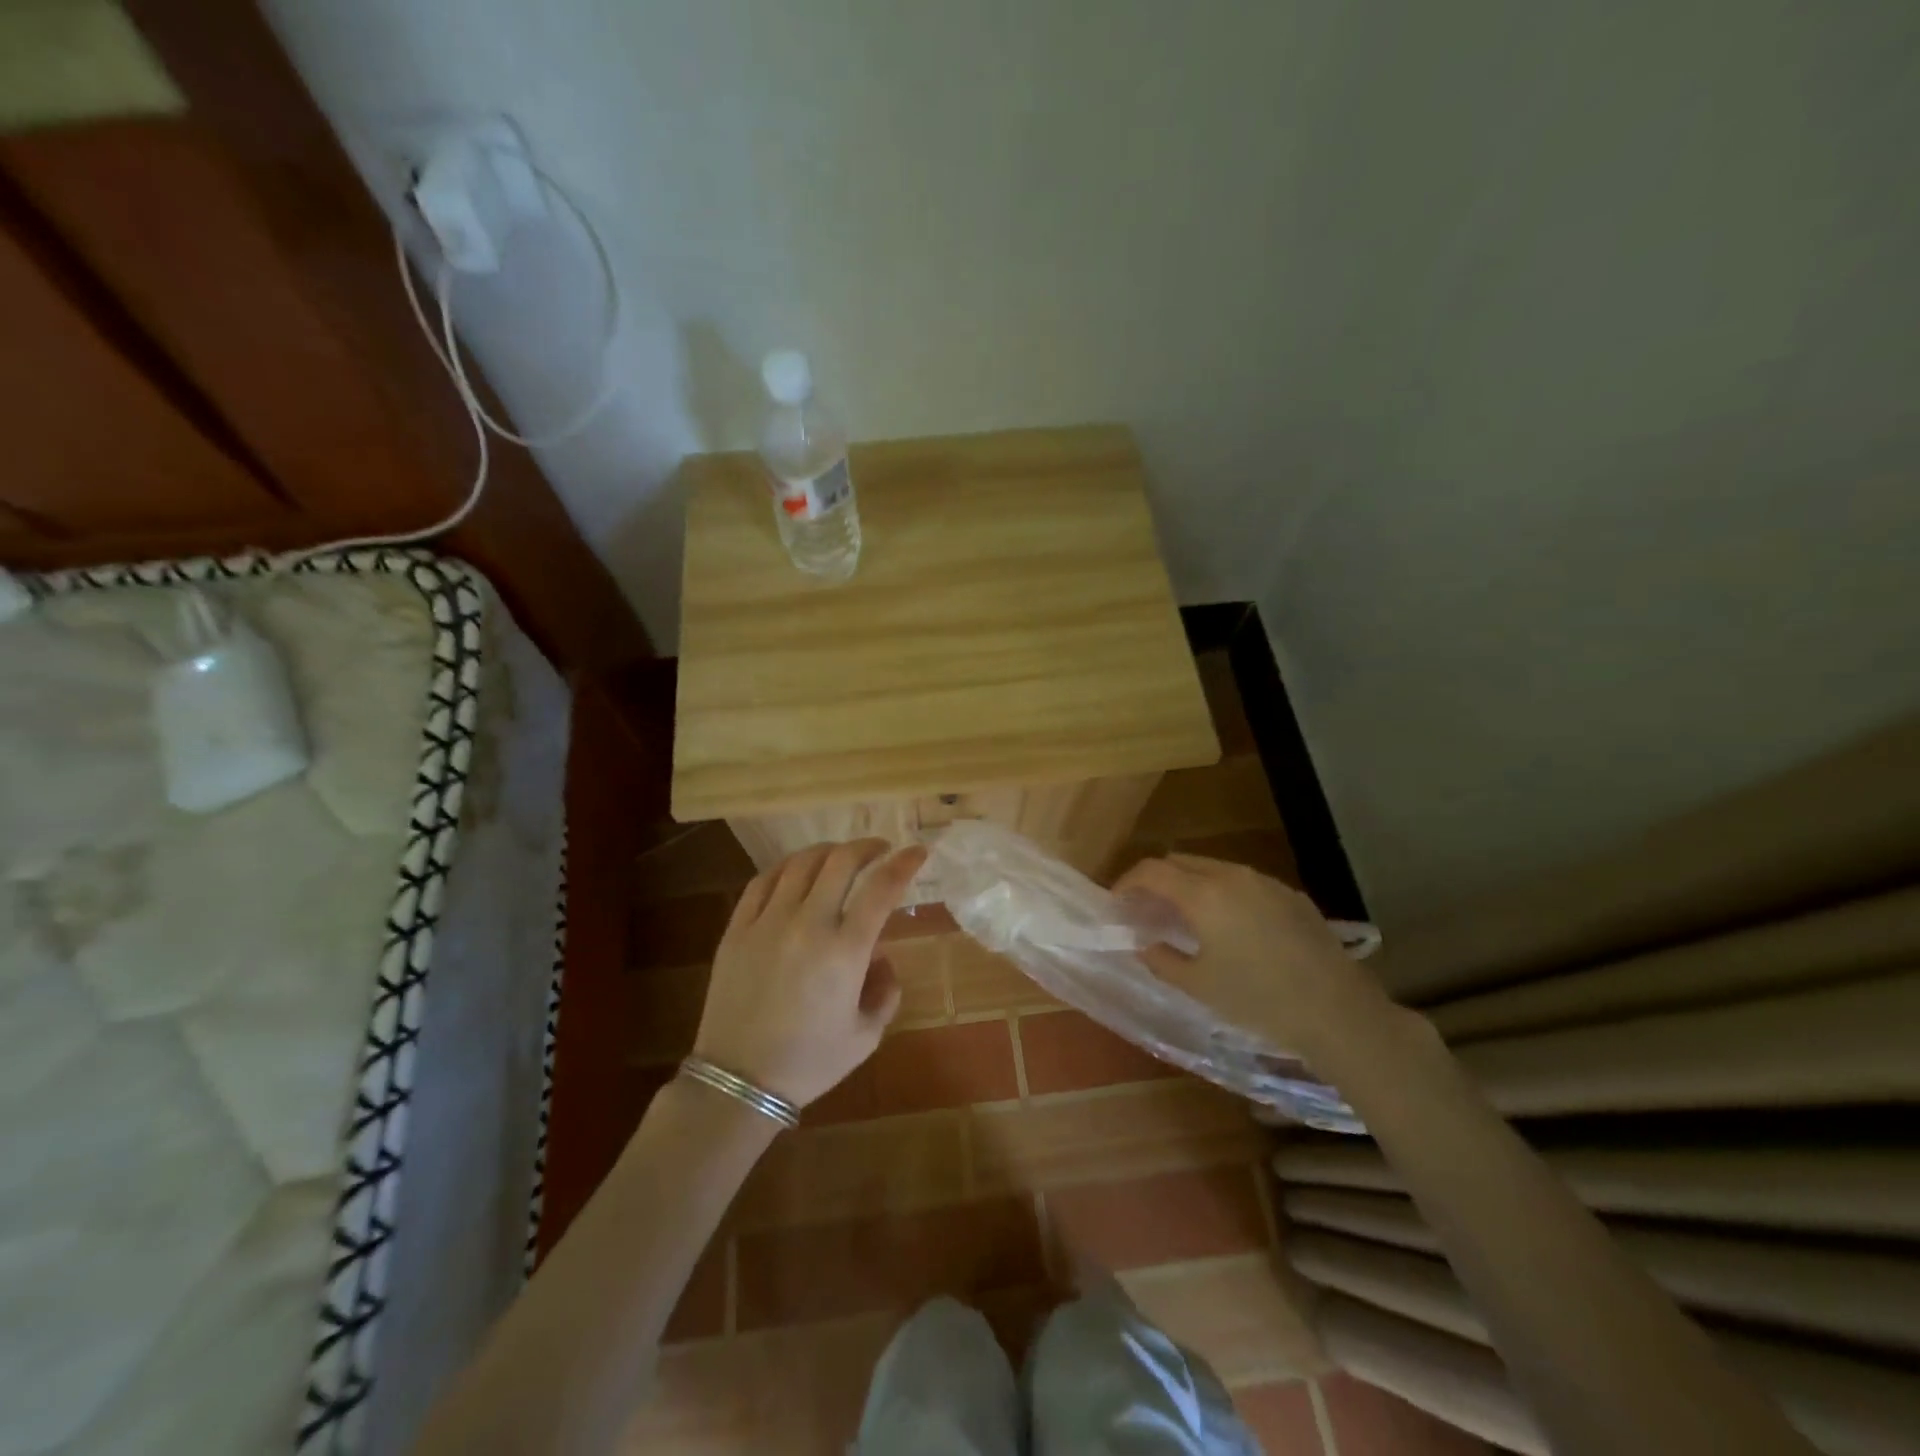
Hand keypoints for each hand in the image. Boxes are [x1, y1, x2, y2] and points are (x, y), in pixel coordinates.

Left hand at [693, 839, 926, 1108]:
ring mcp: (767, 923)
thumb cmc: (809, 1063)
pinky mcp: (736, 929)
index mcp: (845, 952)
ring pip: (801, 863)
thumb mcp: (866, 1036)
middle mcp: (808, 925)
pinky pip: (763, 881)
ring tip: (840, 857)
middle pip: (841, 862)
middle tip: (879, 850)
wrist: (739, 1083)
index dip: (904, 863)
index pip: (882, 888)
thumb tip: (880, 956)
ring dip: (828, 851)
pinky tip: (797, 871)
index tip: (917, 852)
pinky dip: (787, 867)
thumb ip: (885, 991)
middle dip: (867, 847)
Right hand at [1112, 853, 1392, 1059]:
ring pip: (1213, 868)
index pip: (1152, 870)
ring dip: (1190, 884)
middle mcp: (1232, 876)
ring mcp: (1265, 882)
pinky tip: (1230, 927)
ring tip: (1186, 918)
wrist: (1338, 1013)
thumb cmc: (1258, 1001)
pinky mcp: (1291, 895)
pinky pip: (1243, 882)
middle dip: (1157, 879)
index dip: (1127, 882)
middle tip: (1147, 909)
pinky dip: (1222, 893)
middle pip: (1181, 861)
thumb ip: (1162, 960)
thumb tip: (1144, 943)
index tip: (1117, 902)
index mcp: (1204, 894)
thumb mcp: (1199, 987)